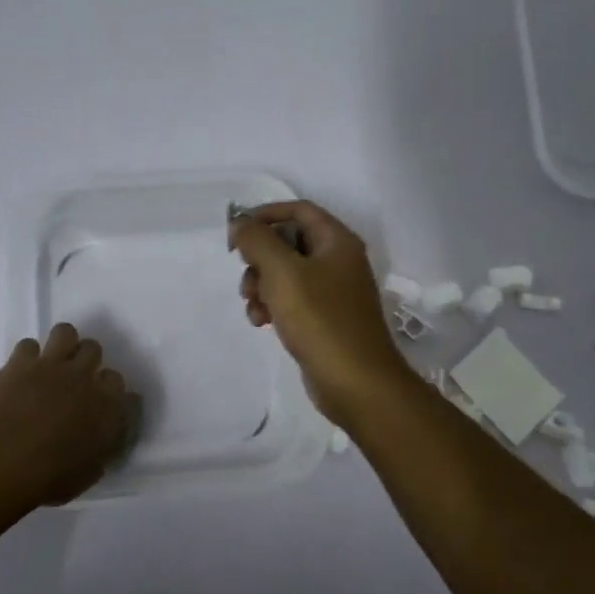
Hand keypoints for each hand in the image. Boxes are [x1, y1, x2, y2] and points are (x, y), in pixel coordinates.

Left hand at [0, 323, 140, 507]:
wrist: (5, 460)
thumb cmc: (50, 477)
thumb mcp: (88, 473)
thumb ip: (102, 448)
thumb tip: (105, 439)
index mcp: (106, 405)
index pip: (118, 380)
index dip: (107, 388)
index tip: (98, 400)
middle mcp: (83, 377)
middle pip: (94, 348)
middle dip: (86, 360)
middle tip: (73, 378)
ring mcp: (51, 365)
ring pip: (65, 332)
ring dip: (61, 344)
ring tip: (51, 362)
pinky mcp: (21, 362)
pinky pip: (28, 344)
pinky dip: (26, 357)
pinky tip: (21, 372)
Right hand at [232, 200, 412, 425]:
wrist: (357, 384)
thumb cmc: (321, 320)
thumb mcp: (282, 273)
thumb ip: (257, 241)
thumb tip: (240, 222)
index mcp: (337, 241)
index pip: (298, 209)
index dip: (265, 214)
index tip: (237, 232)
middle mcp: (338, 261)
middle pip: (288, 242)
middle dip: (260, 258)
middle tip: (245, 277)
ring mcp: (333, 292)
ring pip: (286, 274)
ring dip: (261, 285)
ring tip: (253, 306)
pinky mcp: (325, 319)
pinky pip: (292, 300)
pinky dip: (273, 305)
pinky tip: (261, 322)